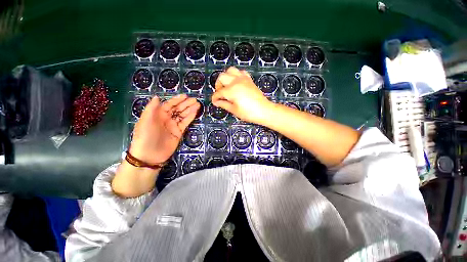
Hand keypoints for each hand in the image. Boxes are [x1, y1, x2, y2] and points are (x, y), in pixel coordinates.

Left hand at [129, 94, 199, 164]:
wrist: (150, 155)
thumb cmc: (145, 137)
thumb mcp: (145, 121)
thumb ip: (151, 109)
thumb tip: (157, 96)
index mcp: (158, 114)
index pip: (169, 104)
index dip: (177, 100)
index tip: (186, 96)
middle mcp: (166, 118)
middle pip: (178, 109)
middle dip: (186, 104)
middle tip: (195, 100)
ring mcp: (173, 125)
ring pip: (183, 115)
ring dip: (190, 110)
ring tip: (198, 105)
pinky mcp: (179, 132)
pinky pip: (185, 123)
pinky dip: (190, 118)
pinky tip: (195, 113)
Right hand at [212, 67, 272, 123]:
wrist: (264, 110)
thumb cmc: (249, 112)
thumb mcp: (234, 110)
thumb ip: (223, 104)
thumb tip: (217, 102)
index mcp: (231, 90)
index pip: (218, 92)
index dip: (215, 98)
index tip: (214, 101)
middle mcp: (236, 82)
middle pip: (221, 77)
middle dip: (218, 85)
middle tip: (219, 94)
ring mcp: (243, 79)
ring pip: (230, 70)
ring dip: (226, 77)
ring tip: (226, 86)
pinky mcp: (249, 79)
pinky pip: (240, 72)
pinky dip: (236, 75)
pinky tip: (236, 82)